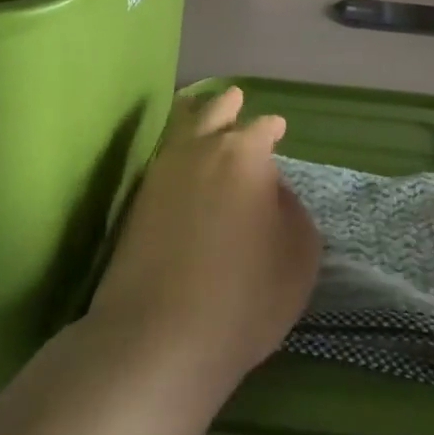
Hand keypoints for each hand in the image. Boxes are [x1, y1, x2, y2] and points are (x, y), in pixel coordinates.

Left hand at [88, 87, 321, 398]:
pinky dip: (174, 150)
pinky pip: (161, 161)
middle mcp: (198, 153)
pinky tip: (180, 160)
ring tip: (201, 112)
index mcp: (243, 156)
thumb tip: (272, 190)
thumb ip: (291, 211)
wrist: (159, 336)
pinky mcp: (135, 204)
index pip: (262, 129)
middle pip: (213, 114)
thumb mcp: (298, 256)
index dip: (272, 128)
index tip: (278, 128)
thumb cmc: (245, 295)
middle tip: (235, 98)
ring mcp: (160, 176)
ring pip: (179, 132)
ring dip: (194, 118)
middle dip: (227, 106)